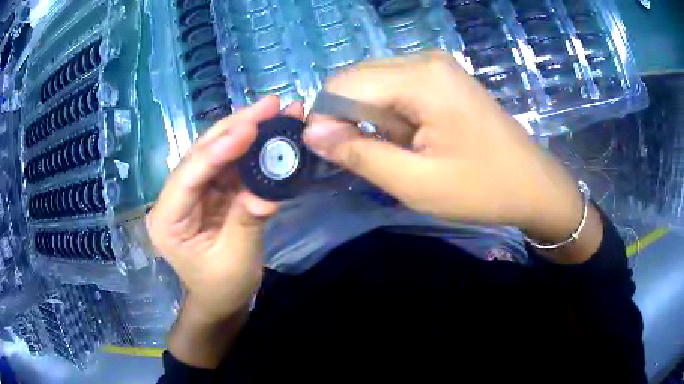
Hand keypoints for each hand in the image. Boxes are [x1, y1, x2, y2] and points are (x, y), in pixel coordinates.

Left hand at [147, 96, 303, 321]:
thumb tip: (268, 192)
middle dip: (236, 127)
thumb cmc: (223, 287)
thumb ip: (248, 221)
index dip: (218, 150)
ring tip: (276, 110)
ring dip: (247, 129)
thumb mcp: (236, 259)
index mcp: (167, 220)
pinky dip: (252, 147)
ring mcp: (192, 190)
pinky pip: (230, 162)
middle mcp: (174, 198)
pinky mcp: (210, 189)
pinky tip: (270, 130)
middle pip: (201, 154)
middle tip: (271, 105)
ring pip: (217, 151)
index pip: (188, 178)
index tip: (249, 128)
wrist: (221, 298)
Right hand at [304, 52, 591, 250]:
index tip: (331, 154)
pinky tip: (416, 139)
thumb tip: (312, 135)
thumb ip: (359, 154)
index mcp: (421, 78)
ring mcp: (436, 66)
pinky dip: (393, 115)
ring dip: (375, 119)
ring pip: (375, 85)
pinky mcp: (443, 78)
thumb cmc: (482, 189)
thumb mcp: (416, 183)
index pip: (343, 83)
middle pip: (358, 79)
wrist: (533, 185)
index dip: (325, 118)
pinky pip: (397, 89)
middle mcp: (424, 59)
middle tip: (373, 157)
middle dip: (350, 118)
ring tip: (404, 151)